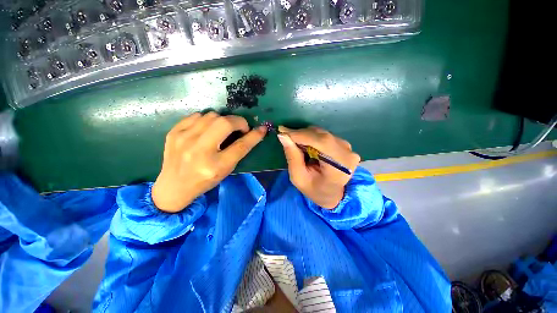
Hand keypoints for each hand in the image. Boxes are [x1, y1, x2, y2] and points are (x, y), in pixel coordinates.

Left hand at [152, 112, 266, 212]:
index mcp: (215, 166)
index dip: (254, 135)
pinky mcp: (174, 132)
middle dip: (238, 122)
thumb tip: (250, 133)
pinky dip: (207, 119)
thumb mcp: (225, 170)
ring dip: (223, 120)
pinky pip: (197, 115)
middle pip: (225, 124)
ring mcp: (184, 139)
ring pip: (212, 115)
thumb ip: (238, 152)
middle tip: (241, 127)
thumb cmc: (205, 181)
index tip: (262, 129)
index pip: (241, 145)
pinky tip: (207, 128)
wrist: (173, 186)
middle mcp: (199, 151)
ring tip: (223, 129)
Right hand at [277, 126, 359, 208]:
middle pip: (322, 135)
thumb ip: (292, 157)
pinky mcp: (344, 145)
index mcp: (339, 167)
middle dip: (301, 134)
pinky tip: (304, 143)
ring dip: (306, 135)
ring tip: (294, 141)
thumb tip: (283, 136)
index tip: (283, 131)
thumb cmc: (315, 190)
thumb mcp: (299, 178)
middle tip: (285, 136)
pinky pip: (325, 135)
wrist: (332, 194)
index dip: (301, 135)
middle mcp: (347, 154)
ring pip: (322, 133)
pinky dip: (312, 137)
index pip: (321, 142)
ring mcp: (348, 148)